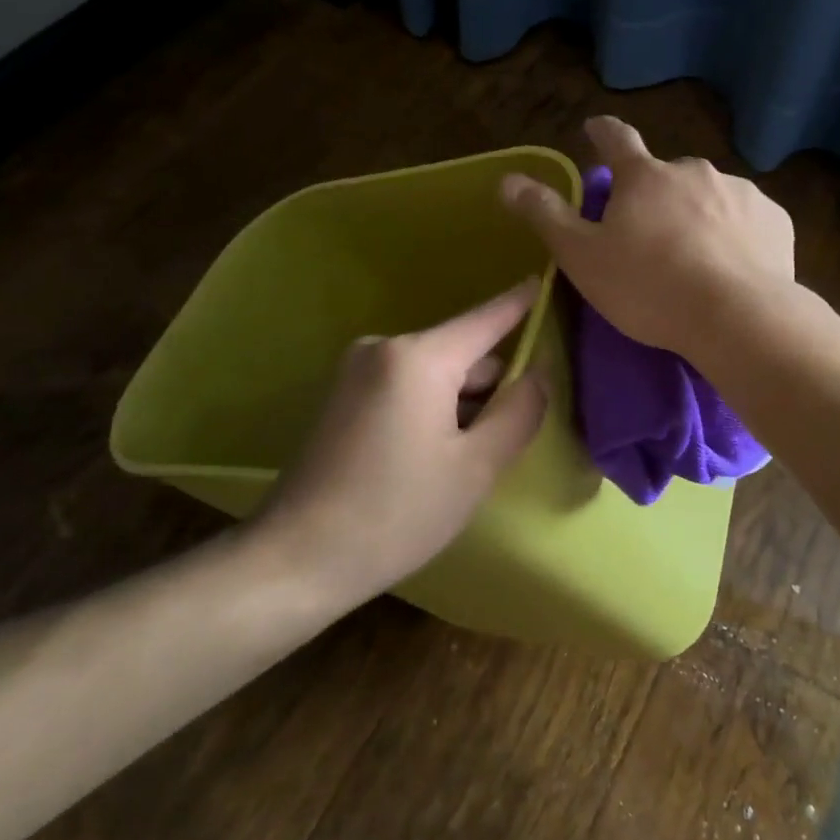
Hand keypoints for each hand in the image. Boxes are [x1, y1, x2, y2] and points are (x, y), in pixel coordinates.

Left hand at [251, 282, 548, 603]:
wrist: (296, 559)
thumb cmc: (397, 513)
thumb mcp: (476, 467)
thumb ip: (519, 411)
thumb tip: (538, 373)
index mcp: (419, 357)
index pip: (486, 318)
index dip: (520, 302)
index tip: (544, 280)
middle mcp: (385, 347)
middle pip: (463, 352)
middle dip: (493, 383)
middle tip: (512, 435)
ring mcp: (357, 369)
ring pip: (436, 373)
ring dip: (463, 401)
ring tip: (472, 456)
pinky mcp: (343, 394)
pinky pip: (408, 386)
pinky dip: (433, 407)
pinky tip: (435, 456)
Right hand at [500, 116, 794, 358]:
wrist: (738, 318)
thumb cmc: (649, 287)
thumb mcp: (582, 257)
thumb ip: (545, 215)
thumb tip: (508, 180)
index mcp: (645, 176)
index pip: (616, 138)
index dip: (601, 132)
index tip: (594, 129)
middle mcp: (694, 171)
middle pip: (665, 175)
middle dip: (655, 194)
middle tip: (650, 235)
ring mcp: (740, 192)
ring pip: (709, 197)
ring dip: (698, 215)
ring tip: (696, 260)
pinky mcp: (775, 220)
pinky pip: (747, 221)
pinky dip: (736, 235)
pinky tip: (734, 268)